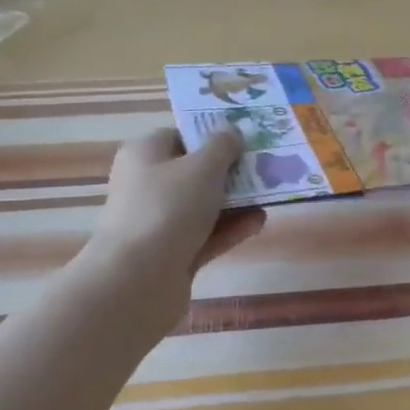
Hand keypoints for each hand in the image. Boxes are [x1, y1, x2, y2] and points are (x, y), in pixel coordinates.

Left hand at [85, 128, 266, 301]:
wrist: (139, 279)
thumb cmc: (168, 208)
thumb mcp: (202, 167)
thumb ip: (222, 146)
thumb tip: (230, 131)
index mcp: (145, 155)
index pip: (180, 137)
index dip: (211, 136)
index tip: (244, 140)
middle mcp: (146, 185)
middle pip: (193, 173)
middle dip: (229, 172)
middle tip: (265, 167)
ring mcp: (157, 223)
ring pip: (202, 206)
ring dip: (235, 202)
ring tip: (270, 196)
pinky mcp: (171, 255)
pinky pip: (205, 235)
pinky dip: (230, 229)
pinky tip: (259, 223)